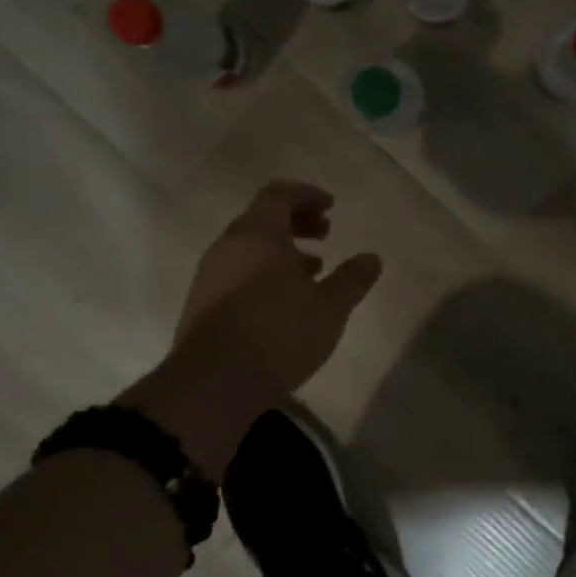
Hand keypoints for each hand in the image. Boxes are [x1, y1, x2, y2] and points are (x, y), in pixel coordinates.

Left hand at [171, 181, 383, 394]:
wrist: (213, 383)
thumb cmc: (278, 333)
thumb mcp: (329, 308)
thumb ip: (352, 279)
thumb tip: (372, 258)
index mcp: (257, 234)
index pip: (279, 194)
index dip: (307, 195)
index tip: (331, 207)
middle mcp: (229, 246)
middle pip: (263, 218)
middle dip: (297, 222)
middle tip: (326, 233)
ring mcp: (211, 275)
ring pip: (250, 248)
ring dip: (282, 250)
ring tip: (313, 270)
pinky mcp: (203, 303)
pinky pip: (238, 271)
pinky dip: (265, 272)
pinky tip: (285, 300)